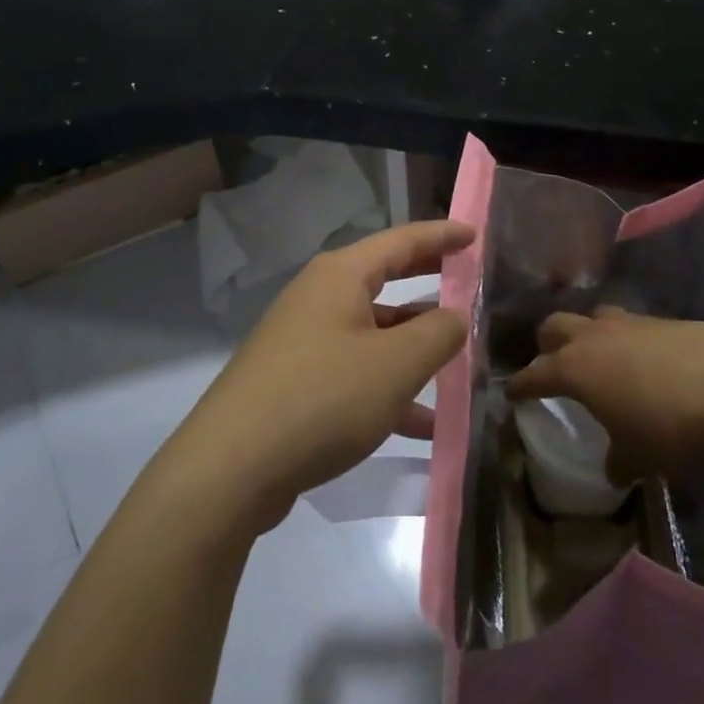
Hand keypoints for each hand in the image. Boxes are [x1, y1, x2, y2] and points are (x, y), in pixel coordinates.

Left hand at [163, 221, 473, 536]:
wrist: (230, 468)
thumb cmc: (323, 398)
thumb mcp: (396, 364)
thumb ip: (438, 334)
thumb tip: (455, 316)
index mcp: (341, 276)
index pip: (401, 241)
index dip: (441, 236)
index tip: (473, 234)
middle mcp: (319, 297)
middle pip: (385, 280)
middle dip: (428, 285)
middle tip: (469, 284)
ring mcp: (304, 340)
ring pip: (373, 333)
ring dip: (413, 348)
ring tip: (459, 367)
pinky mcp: (295, 381)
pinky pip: (355, 371)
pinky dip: (389, 388)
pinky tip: (422, 426)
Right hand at [506, 307, 703, 482]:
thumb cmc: (669, 425)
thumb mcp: (639, 458)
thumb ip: (618, 462)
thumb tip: (613, 470)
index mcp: (574, 369)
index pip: (534, 374)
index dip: (520, 385)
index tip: (510, 392)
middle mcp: (592, 337)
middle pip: (553, 326)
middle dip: (546, 344)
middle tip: (551, 363)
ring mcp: (626, 322)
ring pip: (591, 318)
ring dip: (586, 334)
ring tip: (597, 356)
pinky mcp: (659, 319)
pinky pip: (627, 323)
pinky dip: (623, 338)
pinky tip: (641, 359)